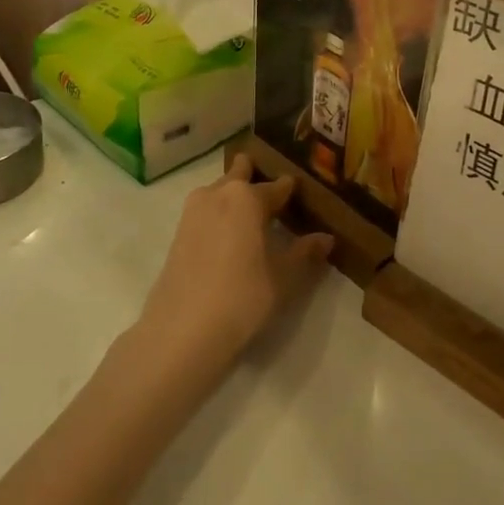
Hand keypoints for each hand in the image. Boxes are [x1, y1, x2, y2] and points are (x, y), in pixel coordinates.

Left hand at [136, 157, 333, 374]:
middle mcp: (218, 194)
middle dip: (254, 176)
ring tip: (251, 218)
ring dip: (234, 196)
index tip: (299, 193)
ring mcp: (193, 212)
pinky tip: (228, 237)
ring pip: (219, 191)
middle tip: (271, 194)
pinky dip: (219, 215)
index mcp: (247, 197)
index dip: (290, 190)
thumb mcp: (284, 277)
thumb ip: (305, 253)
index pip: (277, 186)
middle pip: (240, 174)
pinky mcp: (177, 233)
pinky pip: (205, 212)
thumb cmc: (243, 296)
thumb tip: (326, 238)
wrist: (183, 330)